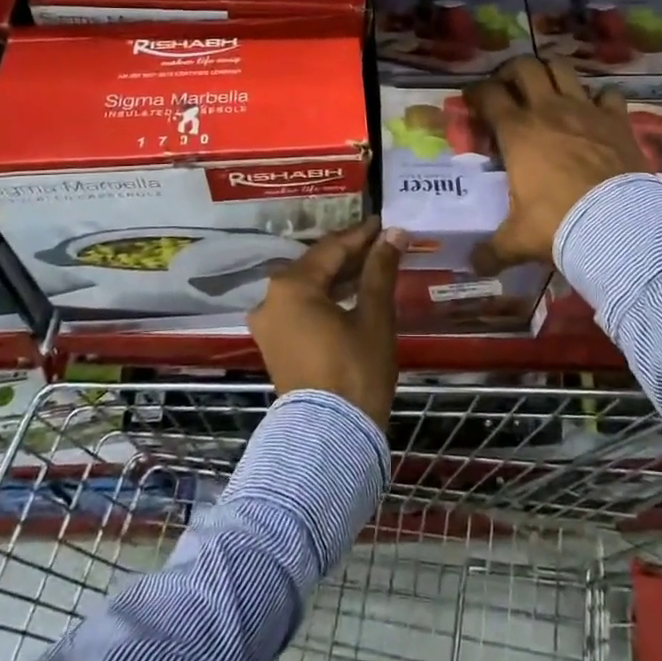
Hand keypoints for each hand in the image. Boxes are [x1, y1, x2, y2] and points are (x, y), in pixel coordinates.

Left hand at [249, 219, 402, 432]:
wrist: (330, 437)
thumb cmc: (355, 370)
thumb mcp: (373, 316)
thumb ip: (380, 270)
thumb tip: (393, 234)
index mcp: (291, 286)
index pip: (331, 248)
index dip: (361, 235)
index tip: (384, 223)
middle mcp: (270, 298)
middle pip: (315, 266)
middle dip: (349, 255)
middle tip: (382, 244)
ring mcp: (268, 324)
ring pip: (307, 287)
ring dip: (338, 277)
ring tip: (373, 267)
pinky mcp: (274, 344)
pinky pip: (300, 308)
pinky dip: (325, 299)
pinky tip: (351, 296)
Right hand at [466, 56, 646, 270]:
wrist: (619, 226)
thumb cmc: (558, 224)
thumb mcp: (517, 240)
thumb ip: (492, 250)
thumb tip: (473, 265)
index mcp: (517, 132)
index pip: (488, 95)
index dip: (476, 93)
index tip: (472, 100)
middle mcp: (548, 110)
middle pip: (524, 66)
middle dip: (511, 72)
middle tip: (508, 88)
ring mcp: (585, 110)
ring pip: (562, 69)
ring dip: (551, 74)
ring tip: (546, 89)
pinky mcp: (617, 119)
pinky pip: (608, 94)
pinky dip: (599, 98)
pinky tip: (595, 111)